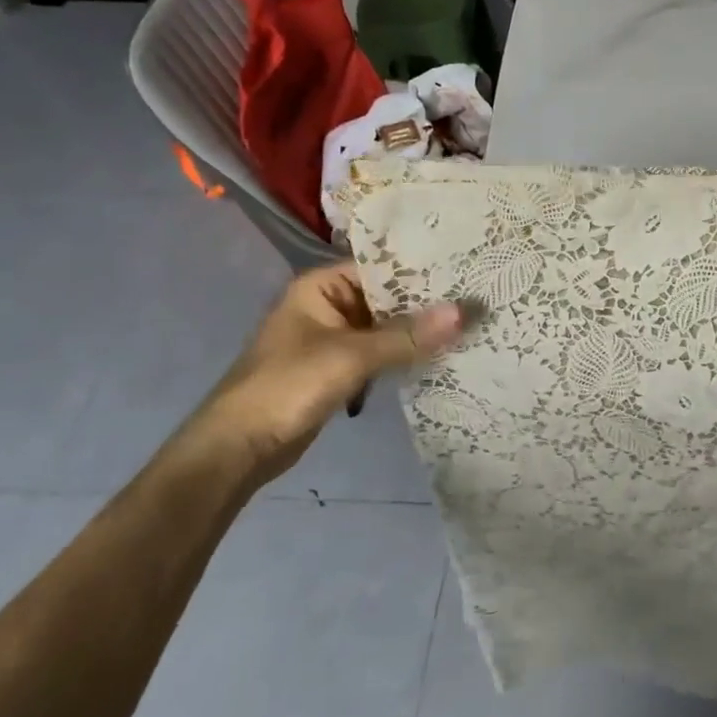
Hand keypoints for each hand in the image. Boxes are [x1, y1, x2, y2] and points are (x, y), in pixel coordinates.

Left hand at [190, 265, 462, 485]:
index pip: (383, 267)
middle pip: (388, 298)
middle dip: (427, 305)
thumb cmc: (288, 386)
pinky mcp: (338, 369)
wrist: (237, 449)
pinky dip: (404, 356)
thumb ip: (408, 335)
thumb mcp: (352, 356)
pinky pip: (380, 354)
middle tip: (478, 301)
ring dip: (418, 333)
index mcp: (322, 286)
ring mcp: (334, 338)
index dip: (424, 271)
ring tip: (470, 327)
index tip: (468, 273)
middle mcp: (329, 305)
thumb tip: (466, 311)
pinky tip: (441, 357)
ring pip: (387, 328)